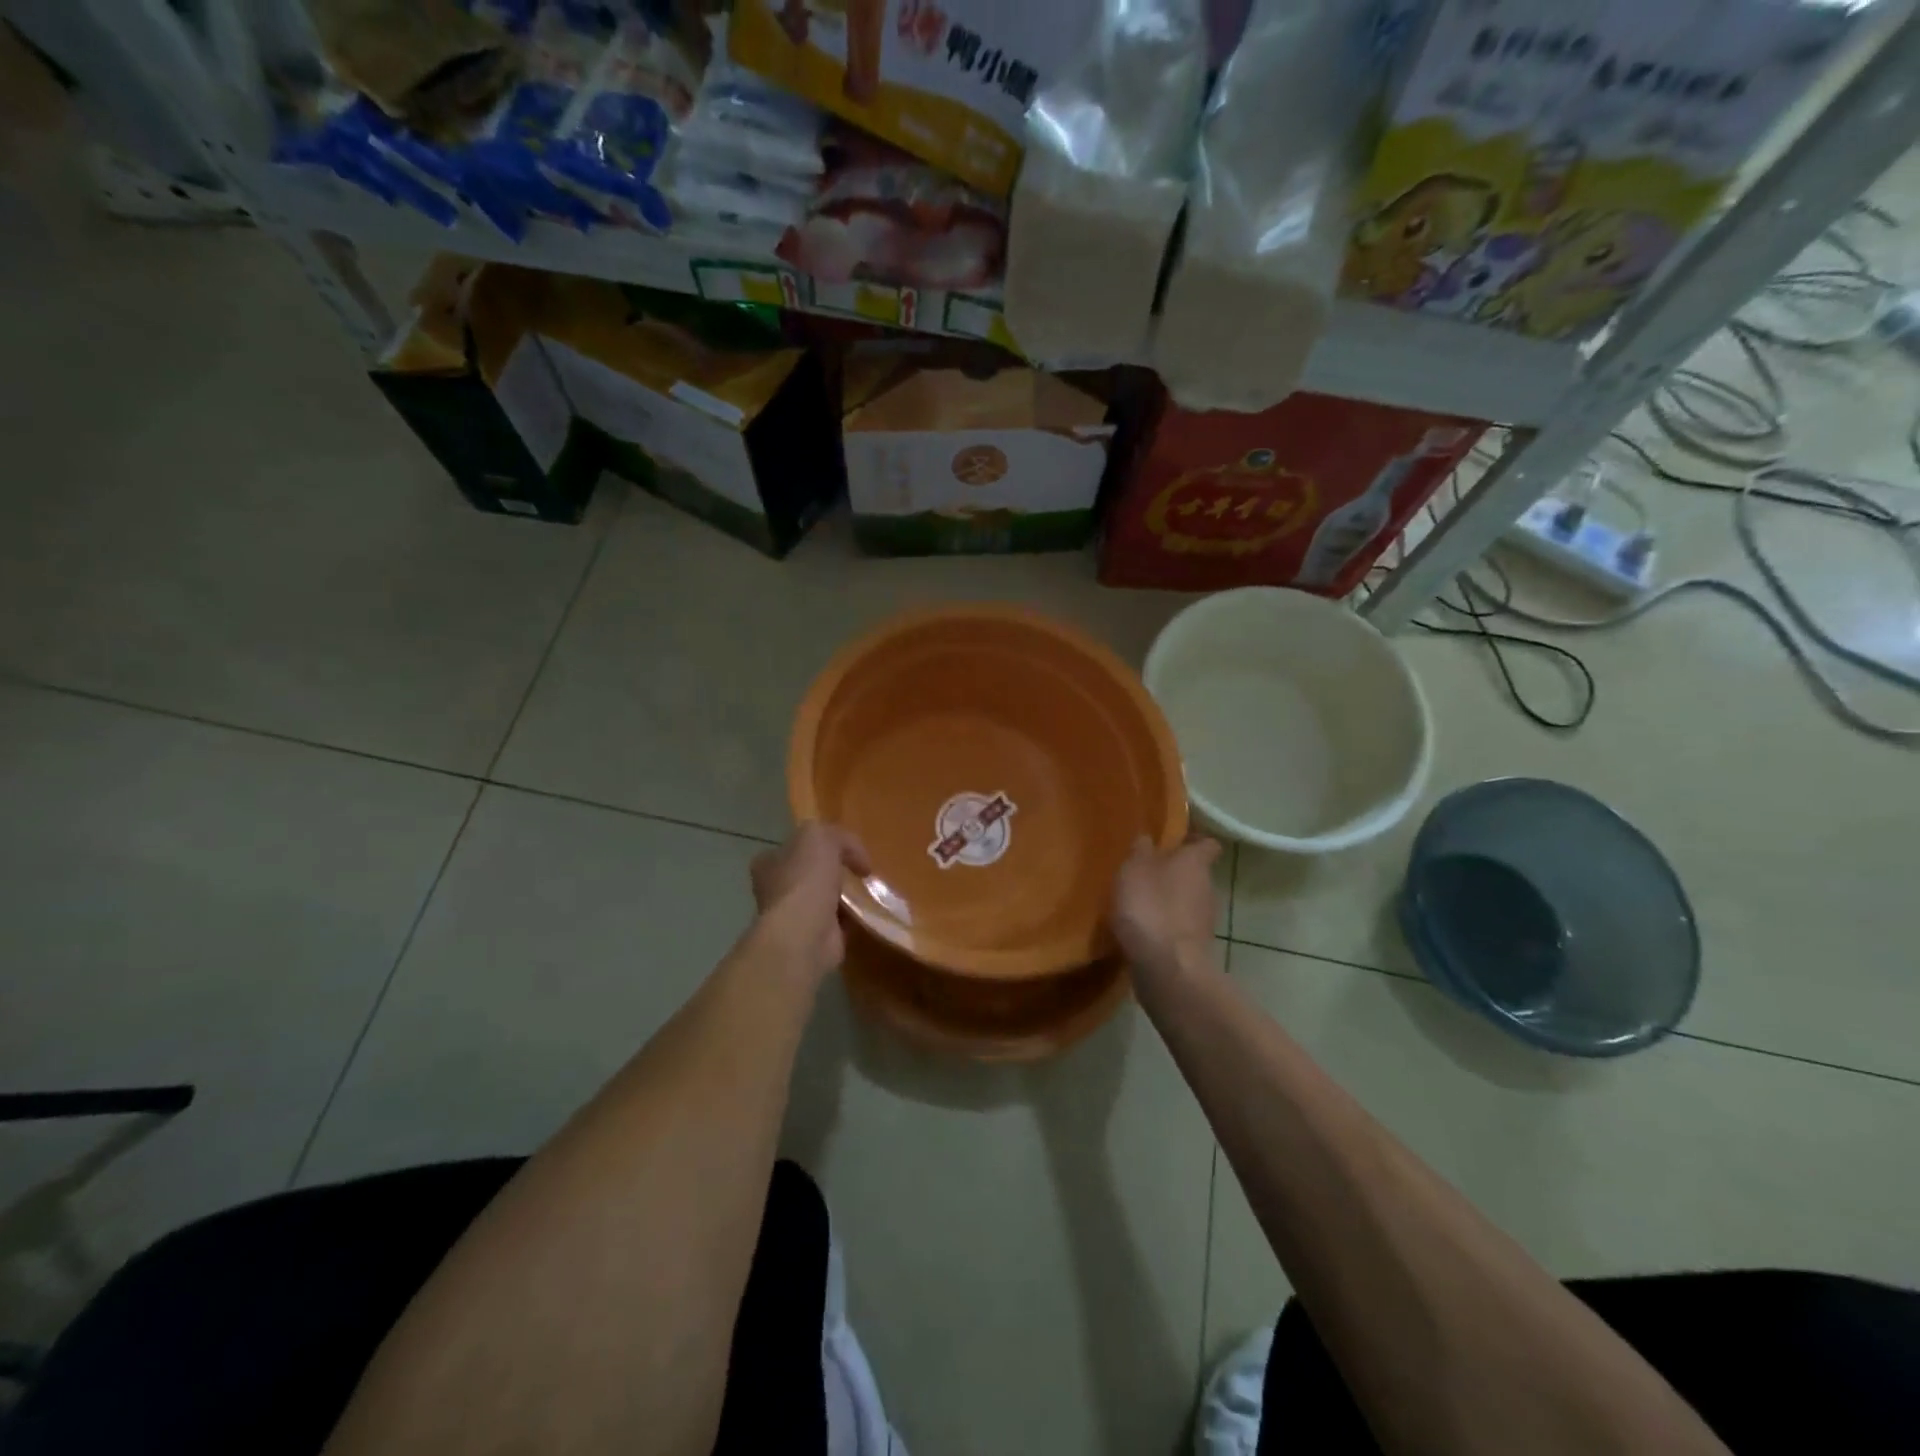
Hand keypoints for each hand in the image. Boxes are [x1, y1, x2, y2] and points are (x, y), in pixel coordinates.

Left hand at [750, 822, 870, 982]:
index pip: (794, 847)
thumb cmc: (805, 879)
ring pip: (825, 898)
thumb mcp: (820, 836)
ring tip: (869, 889)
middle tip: (860, 870)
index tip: (844, 849)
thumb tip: (854, 855)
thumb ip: (836, 836)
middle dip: (834, 872)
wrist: (804, 934)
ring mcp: (794, 916)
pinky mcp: (815, 938)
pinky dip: (854, 917)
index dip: (819, 845)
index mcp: (769, 862)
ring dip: (846, 895)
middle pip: (811, 873)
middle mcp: (776, 889)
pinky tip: (868, 910)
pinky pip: (839, 921)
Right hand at [1111, 835, 1221, 982]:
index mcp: (1196, 863)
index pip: (1206, 843)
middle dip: (1173, 872)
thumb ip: (1141, 850)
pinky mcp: (1193, 948)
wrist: (1166, 968)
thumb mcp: (1134, 868)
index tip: (1173, 839)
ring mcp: (1203, 921)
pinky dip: (1163, 926)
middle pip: (1195, 873)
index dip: (1192, 839)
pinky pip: (1178, 928)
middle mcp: (1207, 888)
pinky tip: (1140, 930)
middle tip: (1144, 870)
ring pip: (1187, 902)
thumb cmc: (1150, 907)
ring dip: (1167, 901)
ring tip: (1137, 902)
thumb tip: (1148, 839)